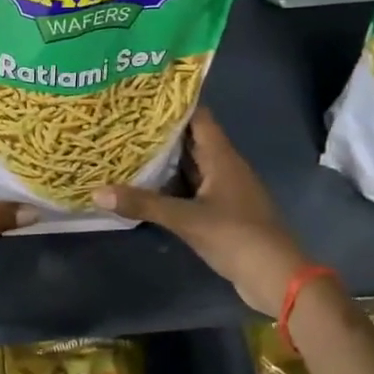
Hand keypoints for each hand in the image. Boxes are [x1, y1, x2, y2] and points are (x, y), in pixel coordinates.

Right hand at [93, 107, 310, 316]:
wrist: (277, 279)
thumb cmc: (237, 237)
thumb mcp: (186, 219)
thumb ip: (143, 204)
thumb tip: (96, 193)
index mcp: (221, 156)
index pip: (197, 116)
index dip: (172, 103)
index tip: (141, 94)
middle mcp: (223, 166)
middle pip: (190, 139)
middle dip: (159, 130)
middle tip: (123, 120)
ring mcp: (224, 189)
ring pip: (189, 165)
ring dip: (163, 159)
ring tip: (125, 147)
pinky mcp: (221, 211)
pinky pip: (191, 188)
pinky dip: (170, 184)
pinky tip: (144, 185)